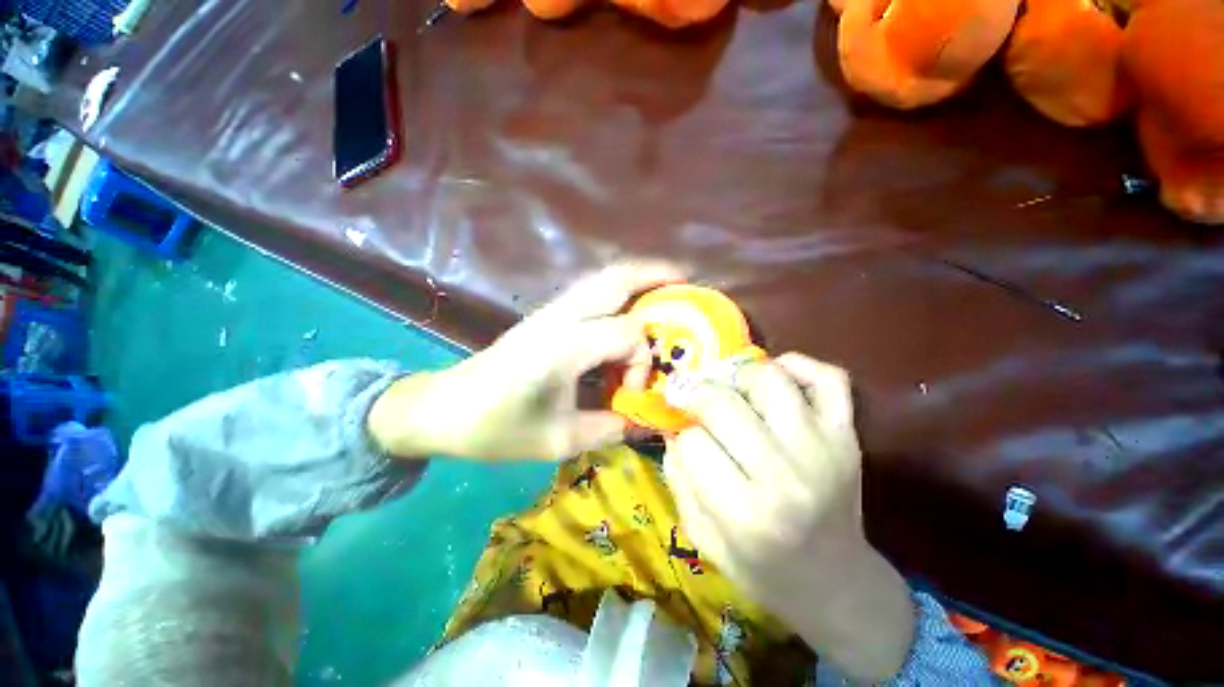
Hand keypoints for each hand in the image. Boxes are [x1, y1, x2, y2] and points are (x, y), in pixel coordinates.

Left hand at [368, 262, 682, 459]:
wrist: (445, 408)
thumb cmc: (496, 428)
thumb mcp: (558, 441)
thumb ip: (608, 429)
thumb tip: (640, 420)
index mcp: (562, 348)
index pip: (626, 334)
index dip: (641, 363)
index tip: (629, 393)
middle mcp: (559, 318)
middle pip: (615, 279)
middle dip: (655, 274)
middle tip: (685, 281)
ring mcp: (550, 311)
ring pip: (601, 278)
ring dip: (637, 276)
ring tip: (665, 283)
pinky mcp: (545, 315)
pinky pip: (589, 291)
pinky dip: (617, 290)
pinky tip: (628, 306)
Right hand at [664, 354, 914, 681]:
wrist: (836, 583)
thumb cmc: (762, 569)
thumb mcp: (702, 536)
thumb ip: (678, 477)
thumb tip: (674, 425)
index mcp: (746, 514)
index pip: (692, 443)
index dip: (682, 435)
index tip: (685, 438)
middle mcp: (786, 475)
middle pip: (723, 403)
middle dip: (695, 393)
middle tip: (689, 396)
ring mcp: (824, 449)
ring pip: (769, 379)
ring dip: (738, 376)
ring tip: (731, 391)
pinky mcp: (848, 436)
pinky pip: (827, 378)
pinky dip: (797, 365)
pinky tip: (775, 376)